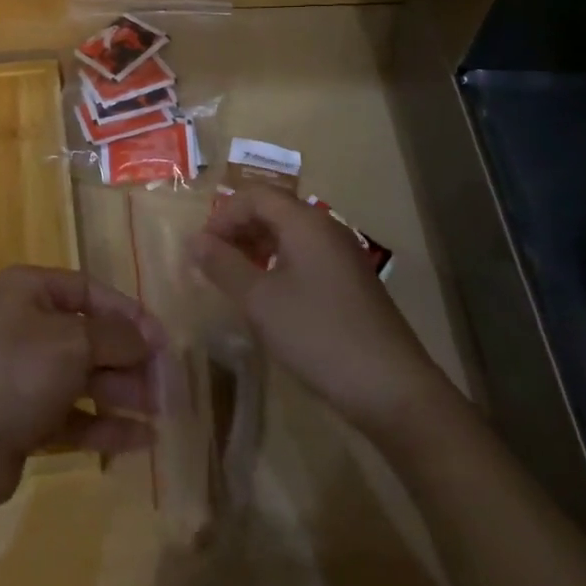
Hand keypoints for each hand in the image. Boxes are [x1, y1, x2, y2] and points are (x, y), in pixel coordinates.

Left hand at [0, 266, 164, 507]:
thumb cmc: (16, 372)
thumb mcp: (73, 343)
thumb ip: (116, 336)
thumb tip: (147, 337)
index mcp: (29, 290)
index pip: (89, 290)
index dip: (128, 313)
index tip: (163, 341)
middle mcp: (25, 325)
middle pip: (88, 336)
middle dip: (128, 358)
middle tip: (167, 383)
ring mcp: (22, 373)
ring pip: (83, 377)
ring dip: (122, 392)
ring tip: (162, 412)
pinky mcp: (23, 418)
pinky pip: (72, 414)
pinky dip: (104, 424)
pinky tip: (141, 440)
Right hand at [191, 186, 453, 441]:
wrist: (393, 390)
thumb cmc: (318, 335)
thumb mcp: (259, 301)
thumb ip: (222, 265)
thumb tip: (193, 240)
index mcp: (304, 222)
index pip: (254, 195)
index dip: (222, 215)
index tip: (201, 249)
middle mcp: (326, 229)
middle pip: (272, 210)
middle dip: (237, 229)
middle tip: (212, 262)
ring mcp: (342, 256)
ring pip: (289, 235)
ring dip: (256, 248)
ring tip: (234, 279)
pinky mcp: (351, 283)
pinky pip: (305, 257)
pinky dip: (278, 265)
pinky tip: (268, 298)